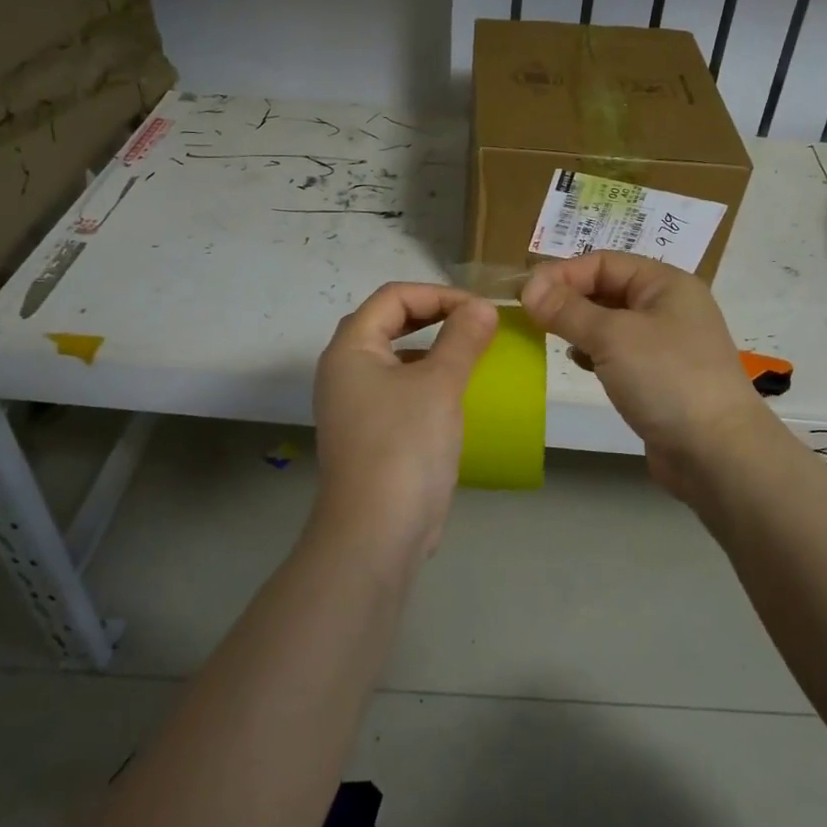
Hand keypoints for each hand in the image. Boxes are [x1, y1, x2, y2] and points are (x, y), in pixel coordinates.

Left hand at [311, 283, 497, 560]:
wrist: (376, 532)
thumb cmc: (405, 445)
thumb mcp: (439, 384)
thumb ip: (462, 338)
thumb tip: (482, 308)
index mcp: (350, 349)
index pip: (393, 297)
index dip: (438, 294)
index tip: (479, 310)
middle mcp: (344, 371)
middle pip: (389, 323)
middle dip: (435, 316)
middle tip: (476, 325)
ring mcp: (354, 406)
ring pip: (395, 359)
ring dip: (433, 349)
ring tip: (472, 355)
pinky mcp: (370, 435)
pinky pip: (400, 391)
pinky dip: (428, 382)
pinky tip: (457, 397)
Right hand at [520, 253, 775, 503]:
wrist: (718, 453)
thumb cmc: (666, 379)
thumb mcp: (612, 336)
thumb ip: (567, 309)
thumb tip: (527, 286)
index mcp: (666, 283)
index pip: (603, 262)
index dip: (562, 273)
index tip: (524, 294)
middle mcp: (669, 306)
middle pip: (607, 289)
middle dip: (568, 299)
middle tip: (529, 316)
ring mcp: (667, 344)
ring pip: (611, 322)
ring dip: (579, 326)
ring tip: (548, 338)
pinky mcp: (660, 377)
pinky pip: (619, 352)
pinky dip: (594, 352)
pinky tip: (578, 363)